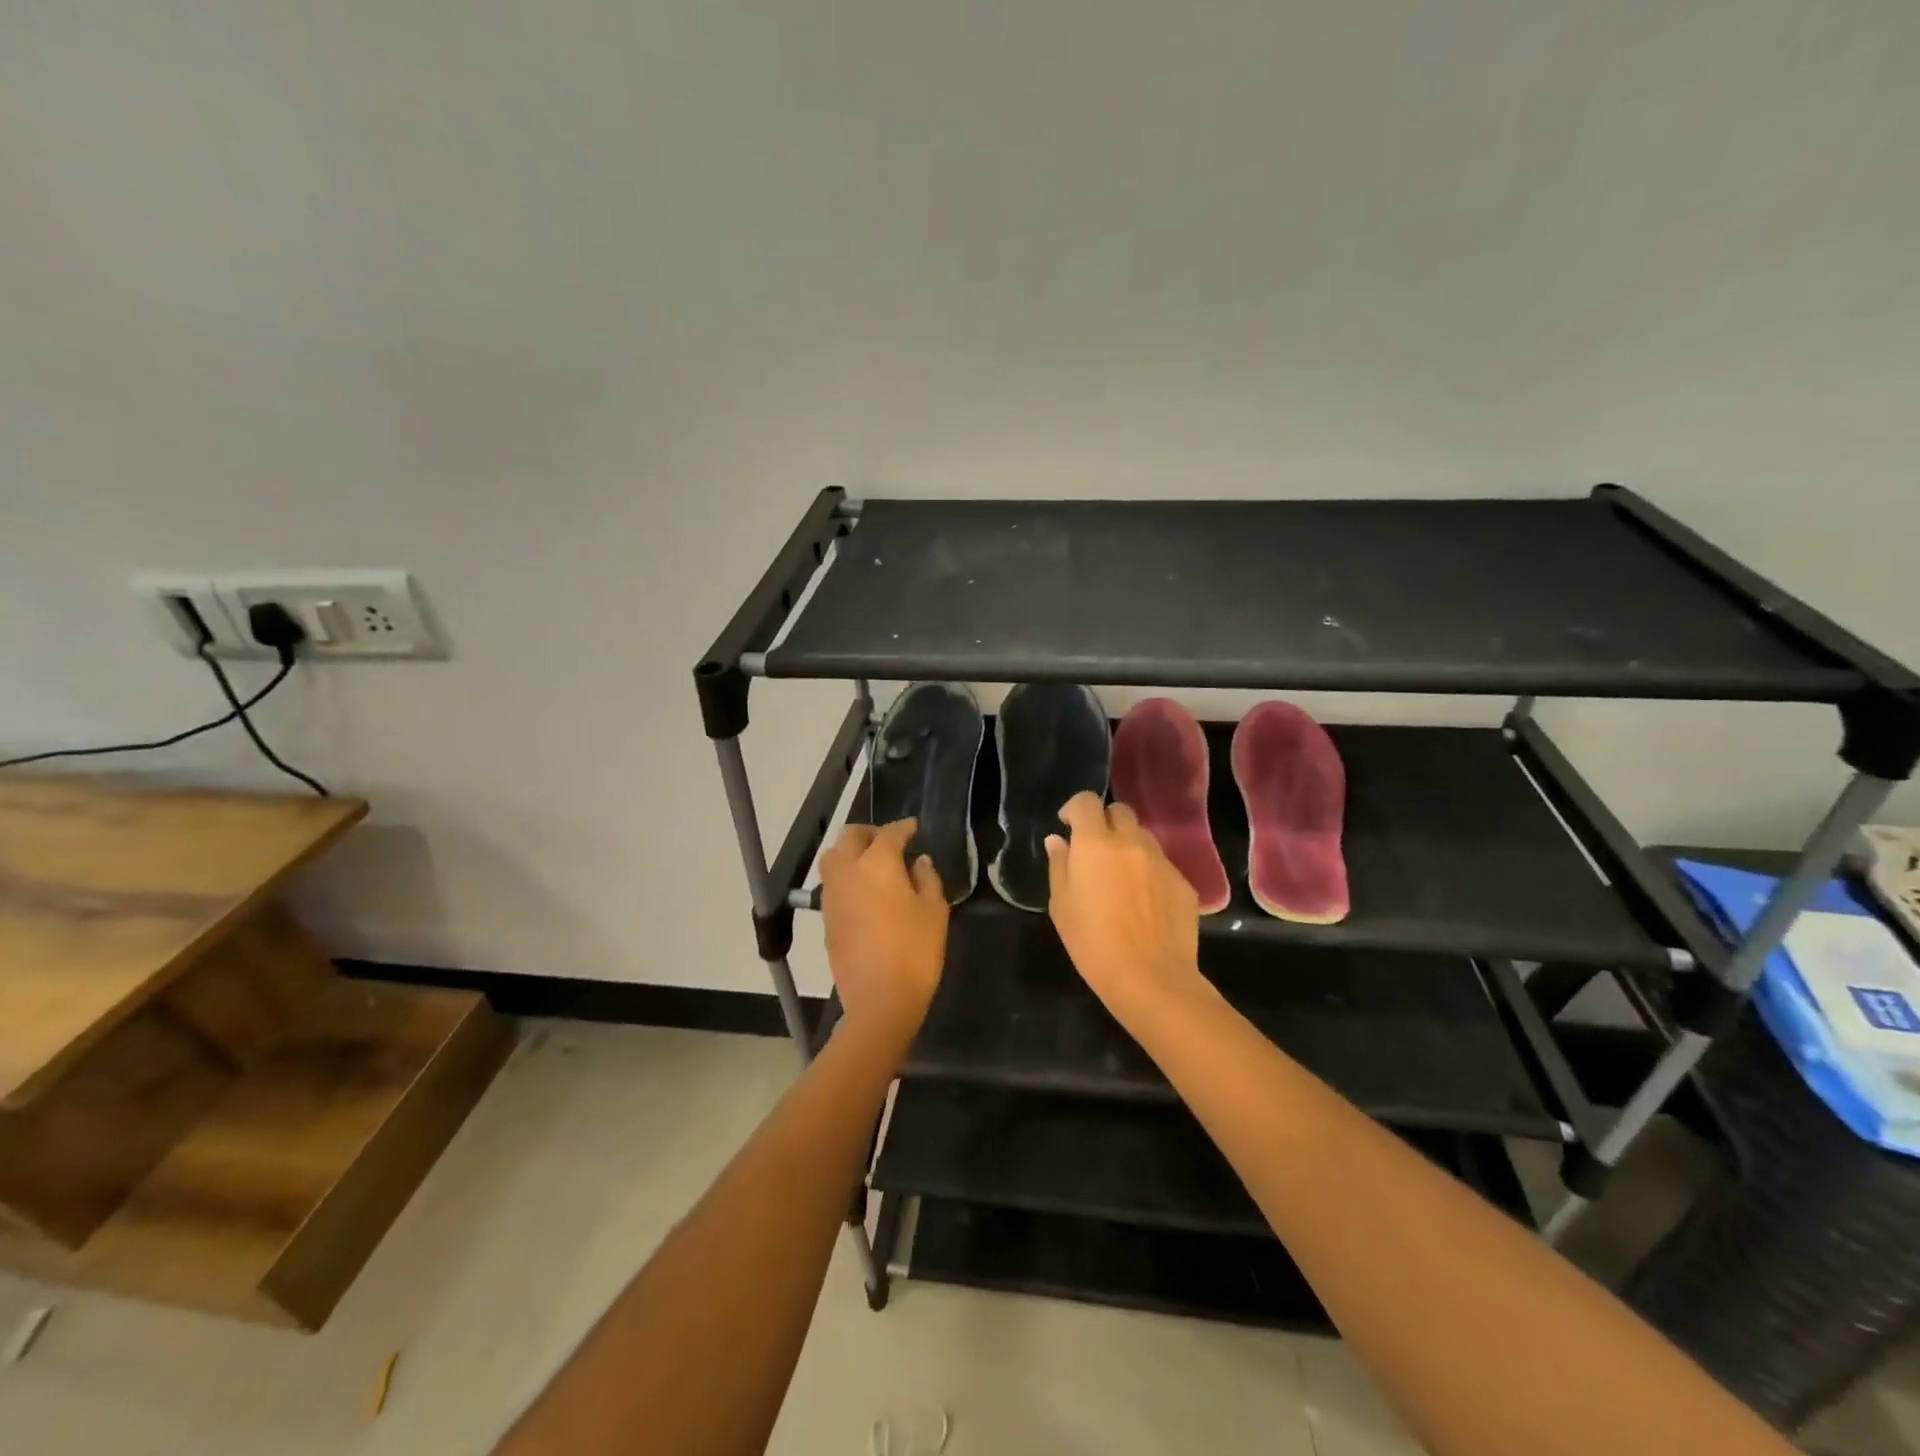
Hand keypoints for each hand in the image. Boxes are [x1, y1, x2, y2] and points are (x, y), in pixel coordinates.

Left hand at [819, 819, 948, 1038]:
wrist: (880, 1000)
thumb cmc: (915, 951)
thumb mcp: (934, 911)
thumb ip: (927, 878)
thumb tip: (919, 861)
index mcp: (877, 863)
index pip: (889, 833)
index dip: (904, 827)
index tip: (914, 828)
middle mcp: (847, 871)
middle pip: (850, 836)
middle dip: (870, 833)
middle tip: (890, 842)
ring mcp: (831, 895)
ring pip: (833, 858)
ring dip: (851, 852)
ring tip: (873, 865)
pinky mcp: (825, 918)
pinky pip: (832, 884)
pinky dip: (845, 877)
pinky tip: (864, 892)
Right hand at [1046, 793, 1205, 1016]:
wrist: (1151, 978)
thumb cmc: (1093, 943)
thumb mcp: (1061, 906)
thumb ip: (1059, 865)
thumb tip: (1058, 841)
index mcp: (1095, 844)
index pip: (1086, 802)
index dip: (1074, 808)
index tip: (1067, 826)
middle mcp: (1131, 842)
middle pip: (1119, 812)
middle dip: (1105, 822)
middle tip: (1095, 850)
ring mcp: (1161, 861)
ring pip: (1143, 837)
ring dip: (1128, 846)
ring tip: (1120, 877)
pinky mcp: (1183, 882)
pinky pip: (1161, 864)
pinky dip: (1148, 872)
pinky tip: (1144, 902)